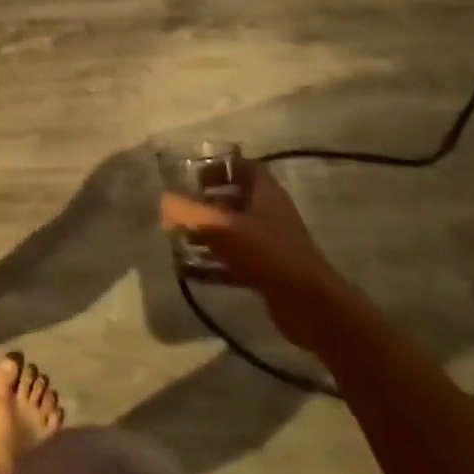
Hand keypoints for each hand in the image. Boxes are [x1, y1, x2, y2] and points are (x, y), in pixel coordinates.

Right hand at [161, 165, 352, 350]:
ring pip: (235, 229)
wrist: (310, 306)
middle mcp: (270, 213)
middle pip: (237, 198)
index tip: (193, 175)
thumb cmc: (267, 253)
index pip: (244, 167)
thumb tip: (163, 199)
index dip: (219, 167)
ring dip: (209, 232)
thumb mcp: (222, 227)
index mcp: (265, 193)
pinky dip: (216, 261)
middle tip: (182, 206)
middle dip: (208, 201)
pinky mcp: (269, 270)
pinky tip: (193, 270)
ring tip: (181, 237)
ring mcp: (272, 243)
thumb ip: (189, 211)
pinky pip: (237, 258)